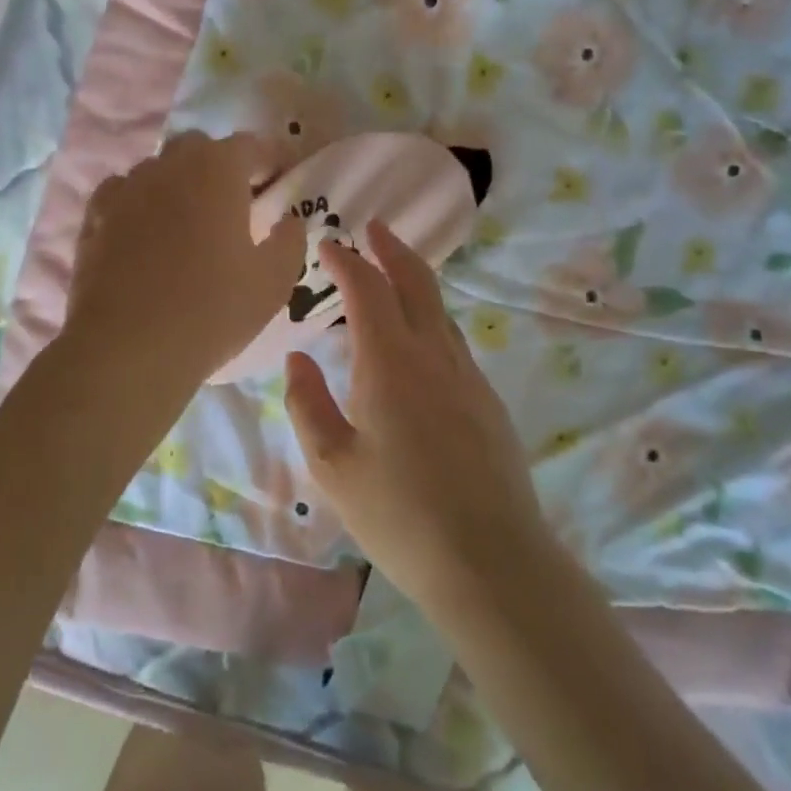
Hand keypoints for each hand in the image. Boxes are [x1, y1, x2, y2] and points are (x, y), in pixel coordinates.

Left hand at [66, 131, 303, 390]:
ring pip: (159, 169)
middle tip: (237, 203)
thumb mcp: (273, 282)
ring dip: (179, 184)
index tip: (282, 181)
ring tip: (189, 223)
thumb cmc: (211, 311)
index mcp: (217, 170)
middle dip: (222, 166)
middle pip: (200, 149)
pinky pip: (123, 194)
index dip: (271, 160)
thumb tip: (288, 220)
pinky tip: (145, 234)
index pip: (252, 145)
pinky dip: (140, 203)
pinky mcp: (94, 217)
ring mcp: (126, 188)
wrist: (126, 349)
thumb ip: (290, 241)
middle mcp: (168, 166)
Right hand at [283, 221, 550, 615]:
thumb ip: (308, 404)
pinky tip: (418, 340)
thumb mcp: (333, 465)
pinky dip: (429, 317)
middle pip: (416, 282)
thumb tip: (298, 358)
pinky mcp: (487, 402)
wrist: (492, 563)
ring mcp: (468, 377)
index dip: (346, 261)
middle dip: (392, 249)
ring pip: (439, 310)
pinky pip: (453, 340)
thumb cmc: (400, 515)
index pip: (367, 290)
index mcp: (390, 363)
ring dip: (414, 280)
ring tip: (392, 273)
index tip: (328, 244)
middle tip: (373, 227)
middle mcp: (434, 355)